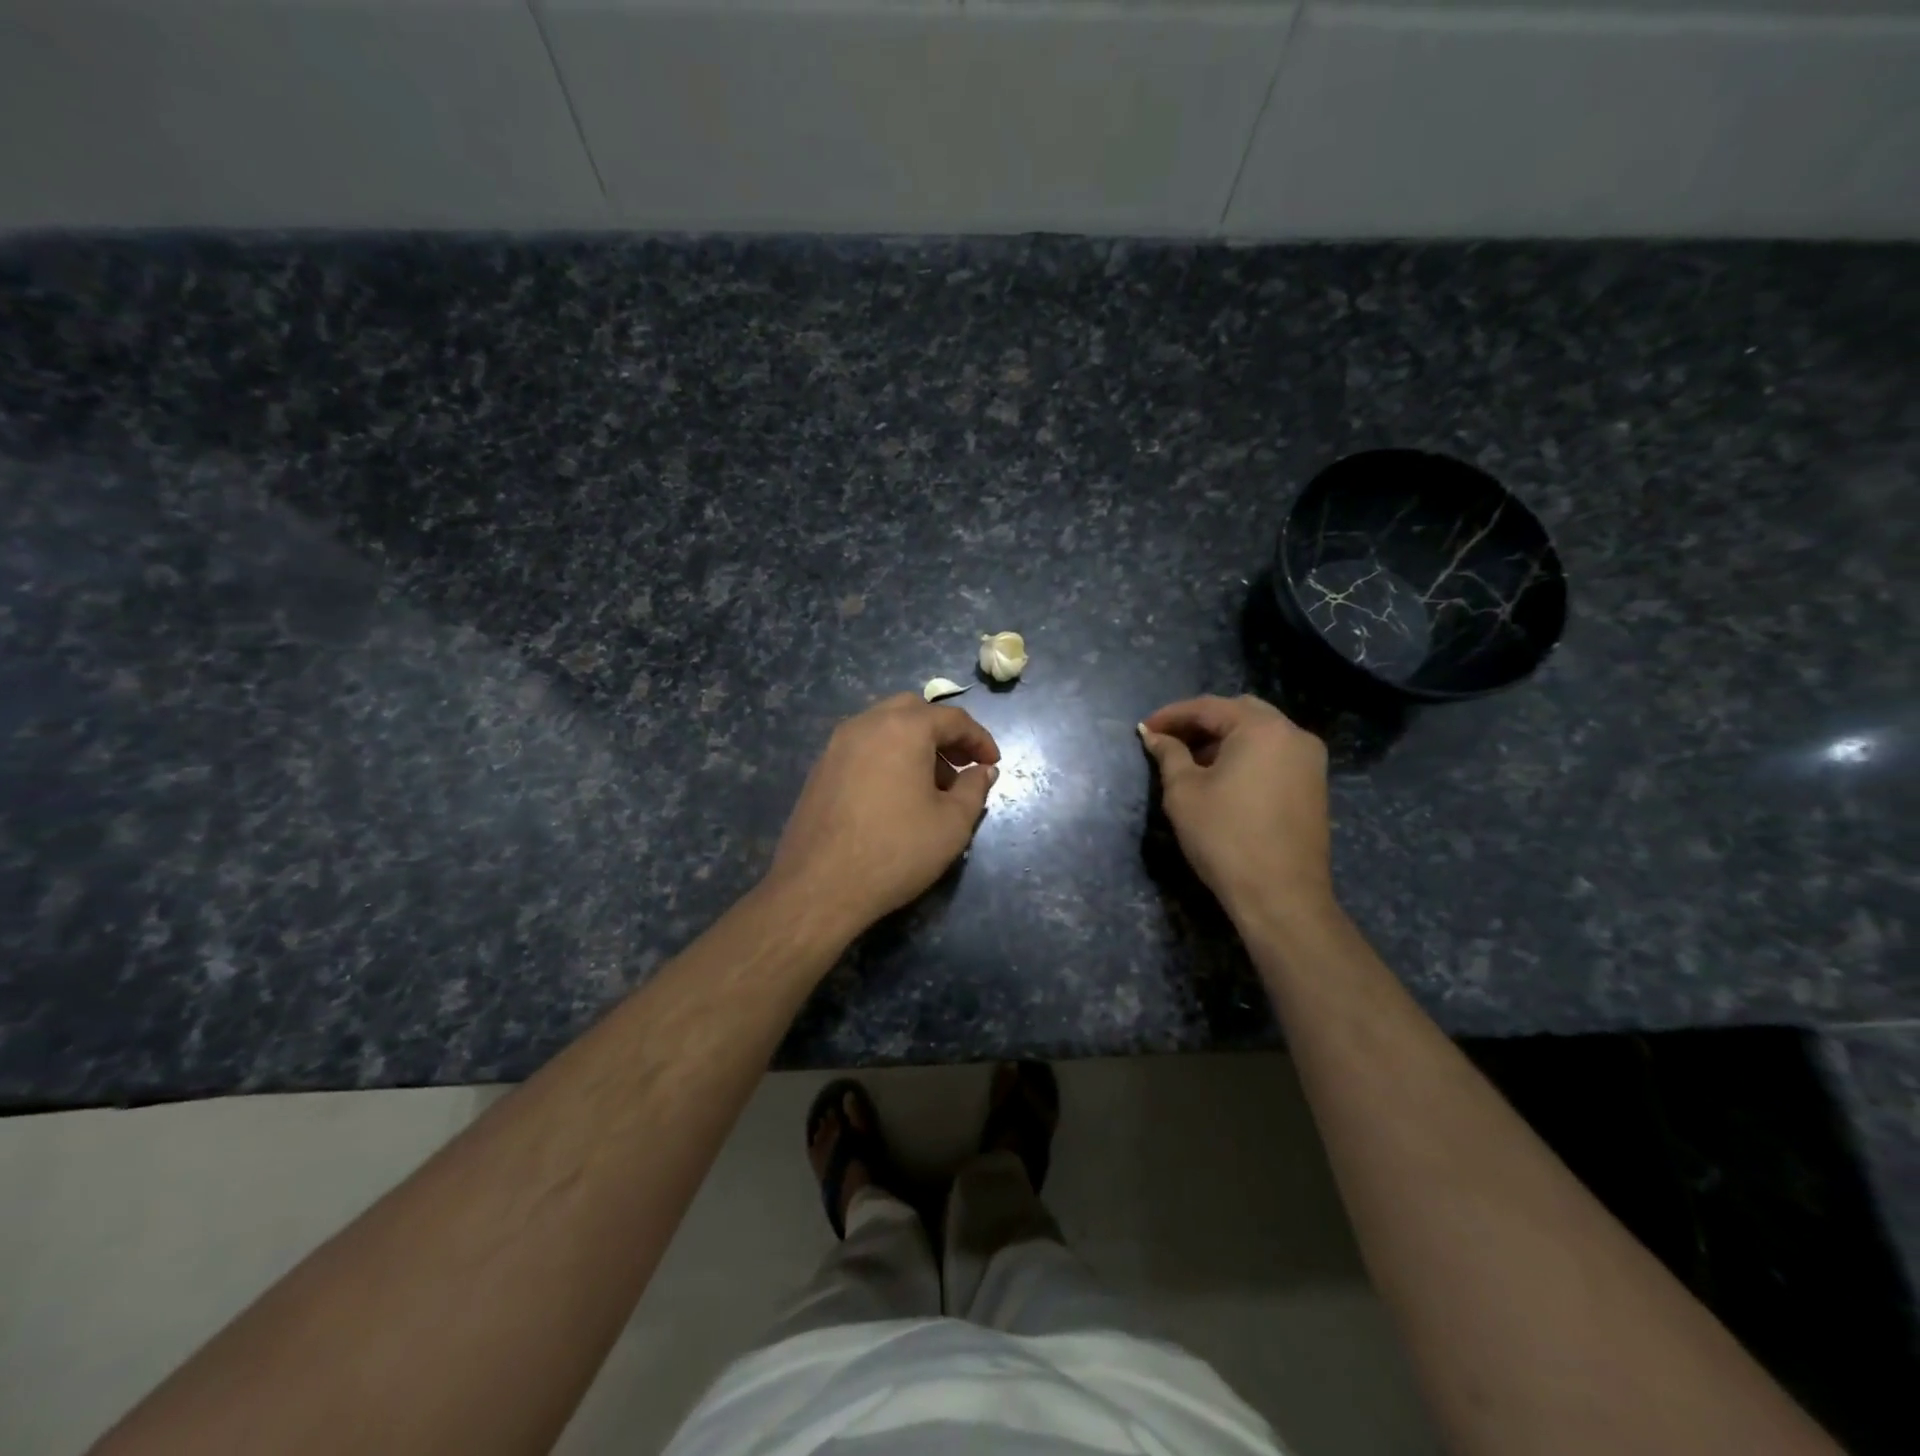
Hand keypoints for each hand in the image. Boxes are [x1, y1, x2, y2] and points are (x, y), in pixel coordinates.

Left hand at [765, 692, 1000, 936]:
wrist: (819, 886)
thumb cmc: (896, 850)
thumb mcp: (952, 824)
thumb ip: (973, 789)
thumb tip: (982, 771)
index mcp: (903, 728)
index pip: (952, 719)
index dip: (979, 739)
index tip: (993, 764)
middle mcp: (866, 724)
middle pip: (914, 712)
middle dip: (943, 734)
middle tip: (961, 765)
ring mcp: (836, 745)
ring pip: (884, 727)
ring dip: (914, 744)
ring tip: (931, 785)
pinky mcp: (819, 769)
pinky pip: (863, 748)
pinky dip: (887, 756)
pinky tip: (896, 795)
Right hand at [1138, 694, 1333, 924]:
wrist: (1281, 895)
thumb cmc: (1225, 837)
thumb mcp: (1184, 792)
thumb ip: (1169, 755)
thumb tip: (1155, 736)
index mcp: (1261, 728)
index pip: (1208, 707)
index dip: (1171, 715)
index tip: (1144, 729)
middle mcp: (1293, 734)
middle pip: (1238, 712)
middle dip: (1200, 723)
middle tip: (1168, 741)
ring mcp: (1310, 760)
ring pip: (1259, 733)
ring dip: (1223, 739)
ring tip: (1189, 762)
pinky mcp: (1314, 785)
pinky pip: (1273, 755)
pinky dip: (1245, 756)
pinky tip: (1221, 778)